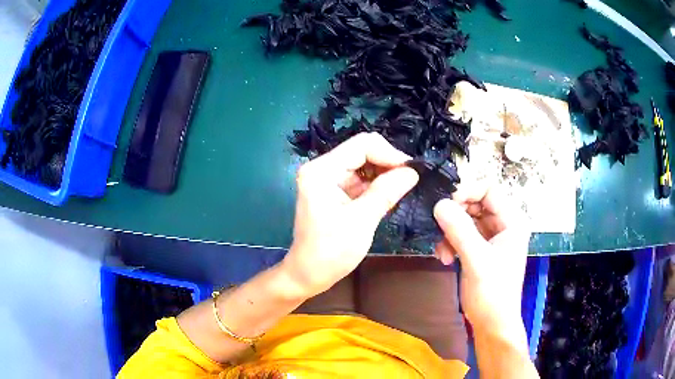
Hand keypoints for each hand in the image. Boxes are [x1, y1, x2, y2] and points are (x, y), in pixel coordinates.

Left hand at [282, 133, 418, 297]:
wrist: (308, 275)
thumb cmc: (330, 252)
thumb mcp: (362, 221)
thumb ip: (386, 192)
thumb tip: (412, 172)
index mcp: (322, 170)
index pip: (362, 145)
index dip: (390, 154)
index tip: (412, 172)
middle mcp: (322, 168)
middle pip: (362, 152)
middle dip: (388, 164)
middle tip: (410, 181)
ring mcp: (327, 179)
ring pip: (364, 165)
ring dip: (384, 175)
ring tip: (402, 190)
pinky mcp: (333, 191)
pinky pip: (360, 180)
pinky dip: (376, 186)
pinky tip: (389, 196)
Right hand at [433, 185, 530, 335]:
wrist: (491, 323)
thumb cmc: (493, 292)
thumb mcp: (477, 260)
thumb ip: (459, 230)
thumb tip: (438, 203)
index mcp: (512, 221)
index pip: (489, 190)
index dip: (467, 191)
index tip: (445, 203)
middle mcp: (503, 225)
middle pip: (475, 204)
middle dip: (455, 215)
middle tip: (438, 227)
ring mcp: (491, 238)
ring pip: (466, 220)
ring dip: (450, 232)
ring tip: (441, 251)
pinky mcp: (480, 249)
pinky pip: (462, 235)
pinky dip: (450, 242)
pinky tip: (444, 258)